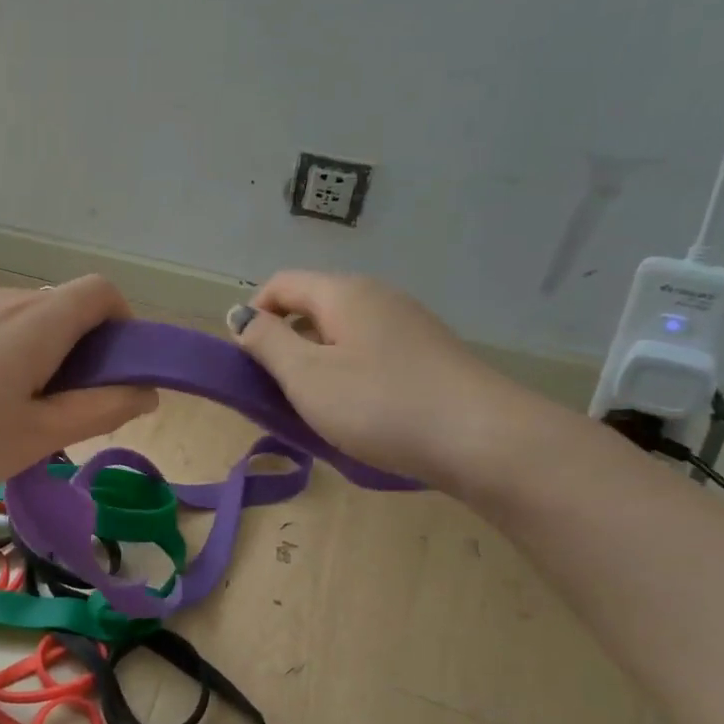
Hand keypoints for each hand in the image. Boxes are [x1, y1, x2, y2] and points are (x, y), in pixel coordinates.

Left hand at [0, 275, 157, 511]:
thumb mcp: (37, 436)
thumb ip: (100, 408)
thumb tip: (148, 390)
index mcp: (34, 320)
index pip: (100, 290)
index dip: (125, 325)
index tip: (121, 374)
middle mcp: (2, 302)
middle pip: (67, 306)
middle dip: (90, 350)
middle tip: (80, 410)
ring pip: (32, 322)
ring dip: (53, 359)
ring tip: (34, 418)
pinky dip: (19, 360)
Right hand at [231, 271, 556, 494]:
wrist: (484, 439)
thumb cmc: (381, 405)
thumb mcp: (307, 377)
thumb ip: (266, 342)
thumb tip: (240, 315)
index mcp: (343, 292)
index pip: (281, 284)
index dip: (253, 315)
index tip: (246, 362)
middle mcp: (377, 296)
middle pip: (312, 306)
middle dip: (285, 343)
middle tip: (277, 392)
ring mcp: (408, 324)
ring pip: (342, 333)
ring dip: (317, 363)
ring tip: (316, 408)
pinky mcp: (428, 354)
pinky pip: (371, 352)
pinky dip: (350, 374)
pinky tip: (360, 412)